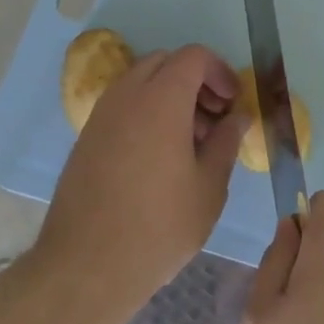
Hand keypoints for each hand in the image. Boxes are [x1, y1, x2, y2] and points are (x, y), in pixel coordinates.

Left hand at [36, 45, 246, 308]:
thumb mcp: (209, 187)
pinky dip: (146, 111)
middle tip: (215, 118)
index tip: (233, 103)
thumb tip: (238, 117)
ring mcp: (101, 115)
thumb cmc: (159, 226)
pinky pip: (122, 105)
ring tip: (190, 141)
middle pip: (165, 62)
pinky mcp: (86, 138)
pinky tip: (159, 156)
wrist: (85, 267)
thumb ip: (226, 142)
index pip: (193, 56)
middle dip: (195, 80)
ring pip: (141, 81)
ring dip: (169, 95)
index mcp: (161, 99)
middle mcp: (127, 96)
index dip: (219, 71)